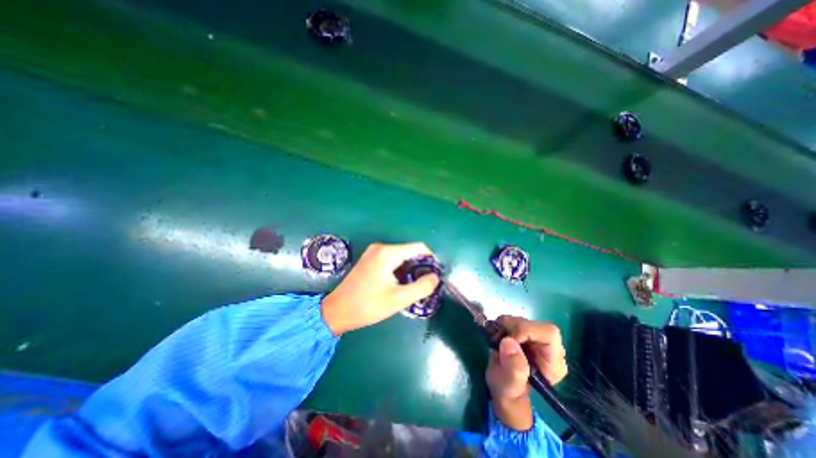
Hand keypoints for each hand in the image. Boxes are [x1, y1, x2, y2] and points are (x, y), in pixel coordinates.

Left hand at [321, 243, 443, 335]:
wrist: (337, 311)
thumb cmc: (368, 305)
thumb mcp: (398, 299)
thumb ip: (421, 287)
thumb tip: (435, 277)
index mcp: (388, 253)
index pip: (418, 247)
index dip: (430, 259)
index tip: (435, 274)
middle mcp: (381, 247)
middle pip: (409, 251)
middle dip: (420, 265)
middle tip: (425, 283)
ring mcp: (374, 252)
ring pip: (401, 255)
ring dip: (410, 268)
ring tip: (413, 285)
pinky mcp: (370, 258)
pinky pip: (391, 259)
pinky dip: (400, 268)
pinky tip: (399, 282)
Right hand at [484, 317, 568, 431]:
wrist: (503, 388)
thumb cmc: (508, 392)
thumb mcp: (508, 386)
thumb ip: (513, 369)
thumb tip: (508, 342)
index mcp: (553, 364)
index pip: (549, 334)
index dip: (526, 330)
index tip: (507, 339)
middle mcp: (550, 349)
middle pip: (535, 324)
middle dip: (513, 327)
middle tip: (498, 337)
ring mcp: (537, 340)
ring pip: (524, 320)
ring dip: (506, 325)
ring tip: (497, 339)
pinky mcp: (526, 334)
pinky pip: (515, 320)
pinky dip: (503, 324)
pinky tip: (498, 336)